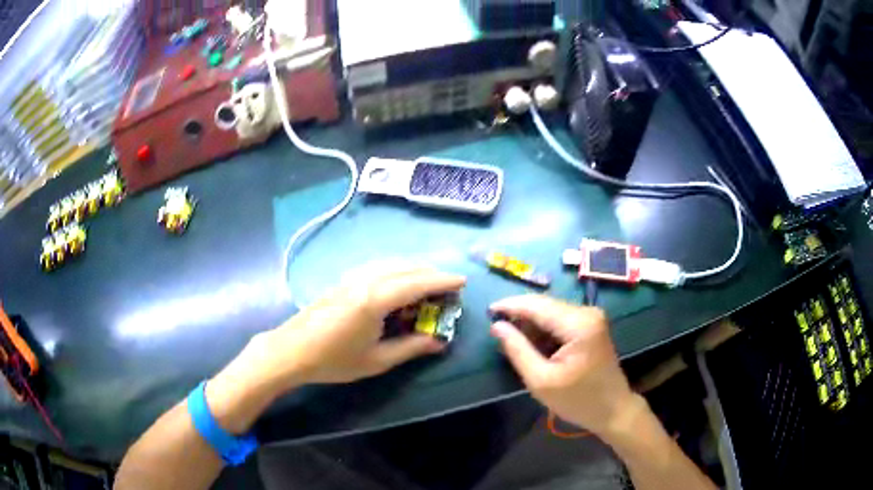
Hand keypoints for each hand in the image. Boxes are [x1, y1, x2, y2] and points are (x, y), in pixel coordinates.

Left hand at [244, 268, 465, 389]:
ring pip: (391, 263)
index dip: (442, 281)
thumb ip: (411, 347)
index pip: (418, 283)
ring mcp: (352, 277)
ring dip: (413, 269)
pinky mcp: (343, 280)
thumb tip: (440, 342)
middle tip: (449, 286)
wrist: (291, 351)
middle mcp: (365, 280)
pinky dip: (396, 269)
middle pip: (406, 268)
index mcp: (375, 299)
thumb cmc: (334, 360)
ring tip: (428, 282)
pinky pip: (377, 267)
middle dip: (431, 273)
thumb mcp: (377, 360)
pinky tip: (397, 282)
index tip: (462, 281)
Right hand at [489, 295, 636, 435]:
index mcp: (578, 324)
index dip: (510, 305)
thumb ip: (517, 350)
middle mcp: (587, 312)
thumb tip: (497, 326)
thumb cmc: (577, 400)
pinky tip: (533, 344)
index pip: (537, 305)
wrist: (613, 409)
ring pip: (551, 311)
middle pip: (545, 305)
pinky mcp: (591, 325)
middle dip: (520, 315)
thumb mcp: (541, 380)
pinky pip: (560, 319)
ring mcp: (591, 317)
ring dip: (531, 323)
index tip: (487, 311)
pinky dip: (543, 329)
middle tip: (496, 329)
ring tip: (512, 340)